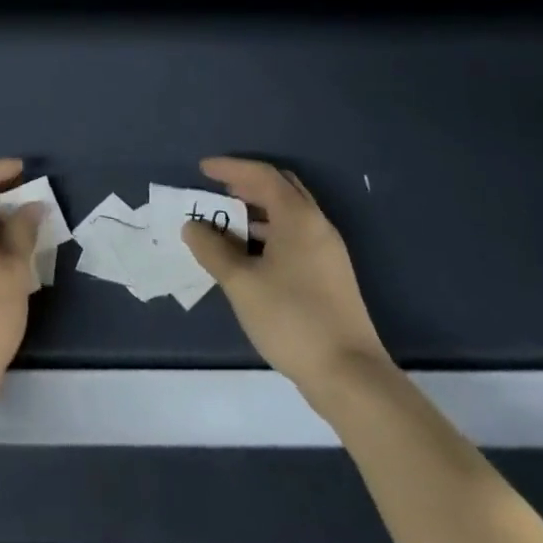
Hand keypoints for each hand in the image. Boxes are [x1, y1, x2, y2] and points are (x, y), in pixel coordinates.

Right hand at [182, 157, 391, 403]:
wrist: (350, 375)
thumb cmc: (292, 318)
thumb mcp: (241, 283)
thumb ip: (212, 250)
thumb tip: (193, 227)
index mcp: (298, 217)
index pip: (262, 175)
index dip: (230, 168)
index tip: (202, 169)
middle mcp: (317, 225)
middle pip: (280, 189)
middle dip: (246, 185)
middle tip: (217, 191)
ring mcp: (327, 251)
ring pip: (289, 215)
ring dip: (257, 211)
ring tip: (226, 223)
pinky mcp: (330, 275)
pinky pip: (295, 237)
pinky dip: (269, 233)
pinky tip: (249, 255)